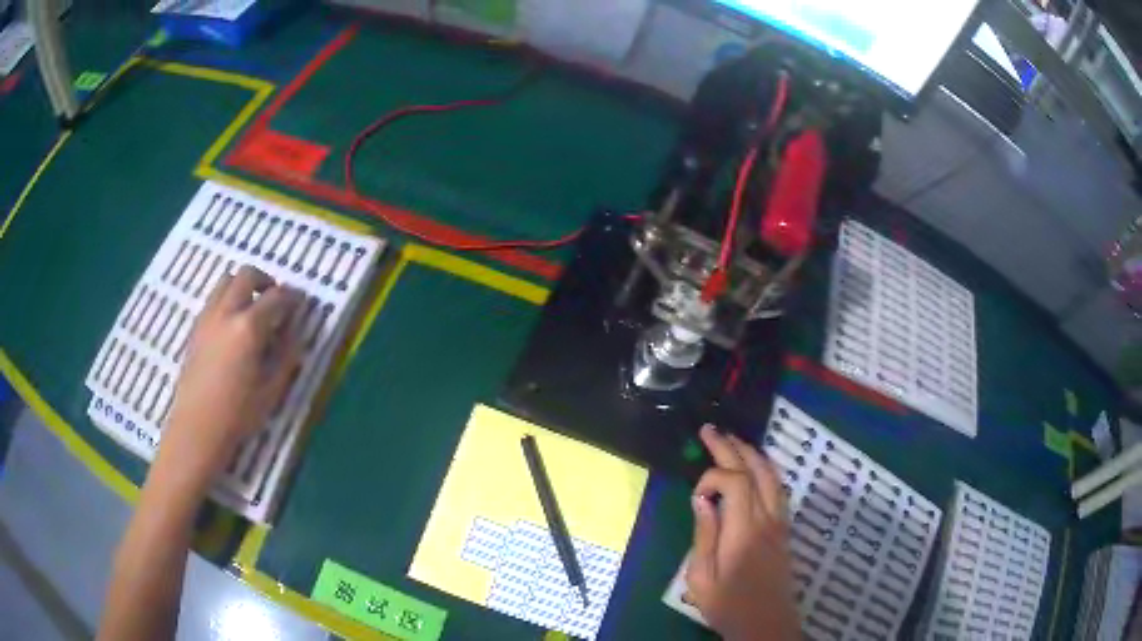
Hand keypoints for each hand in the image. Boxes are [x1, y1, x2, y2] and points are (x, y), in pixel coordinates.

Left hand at [157, 266, 304, 485]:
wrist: (197, 428)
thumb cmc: (238, 414)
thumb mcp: (272, 389)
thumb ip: (286, 354)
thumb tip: (294, 331)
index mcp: (249, 327)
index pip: (276, 297)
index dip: (292, 297)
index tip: (300, 303)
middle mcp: (226, 312)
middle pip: (247, 275)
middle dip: (265, 281)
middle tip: (274, 299)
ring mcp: (207, 318)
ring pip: (226, 281)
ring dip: (243, 287)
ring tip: (252, 310)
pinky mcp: (196, 328)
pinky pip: (213, 300)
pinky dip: (227, 301)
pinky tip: (232, 327)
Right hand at [685, 425, 799, 640]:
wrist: (766, 624)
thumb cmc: (728, 605)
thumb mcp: (702, 579)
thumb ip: (704, 535)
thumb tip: (702, 499)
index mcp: (744, 532)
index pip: (734, 482)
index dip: (712, 477)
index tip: (696, 495)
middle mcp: (767, 519)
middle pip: (754, 471)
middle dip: (731, 447)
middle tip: (710, 430)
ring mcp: (780, 522)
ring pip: (772, 476)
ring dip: (752, 453)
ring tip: (732, 440)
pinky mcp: (784, 529)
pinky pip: (778, 488)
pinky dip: (766, 469)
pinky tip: (755, 467)